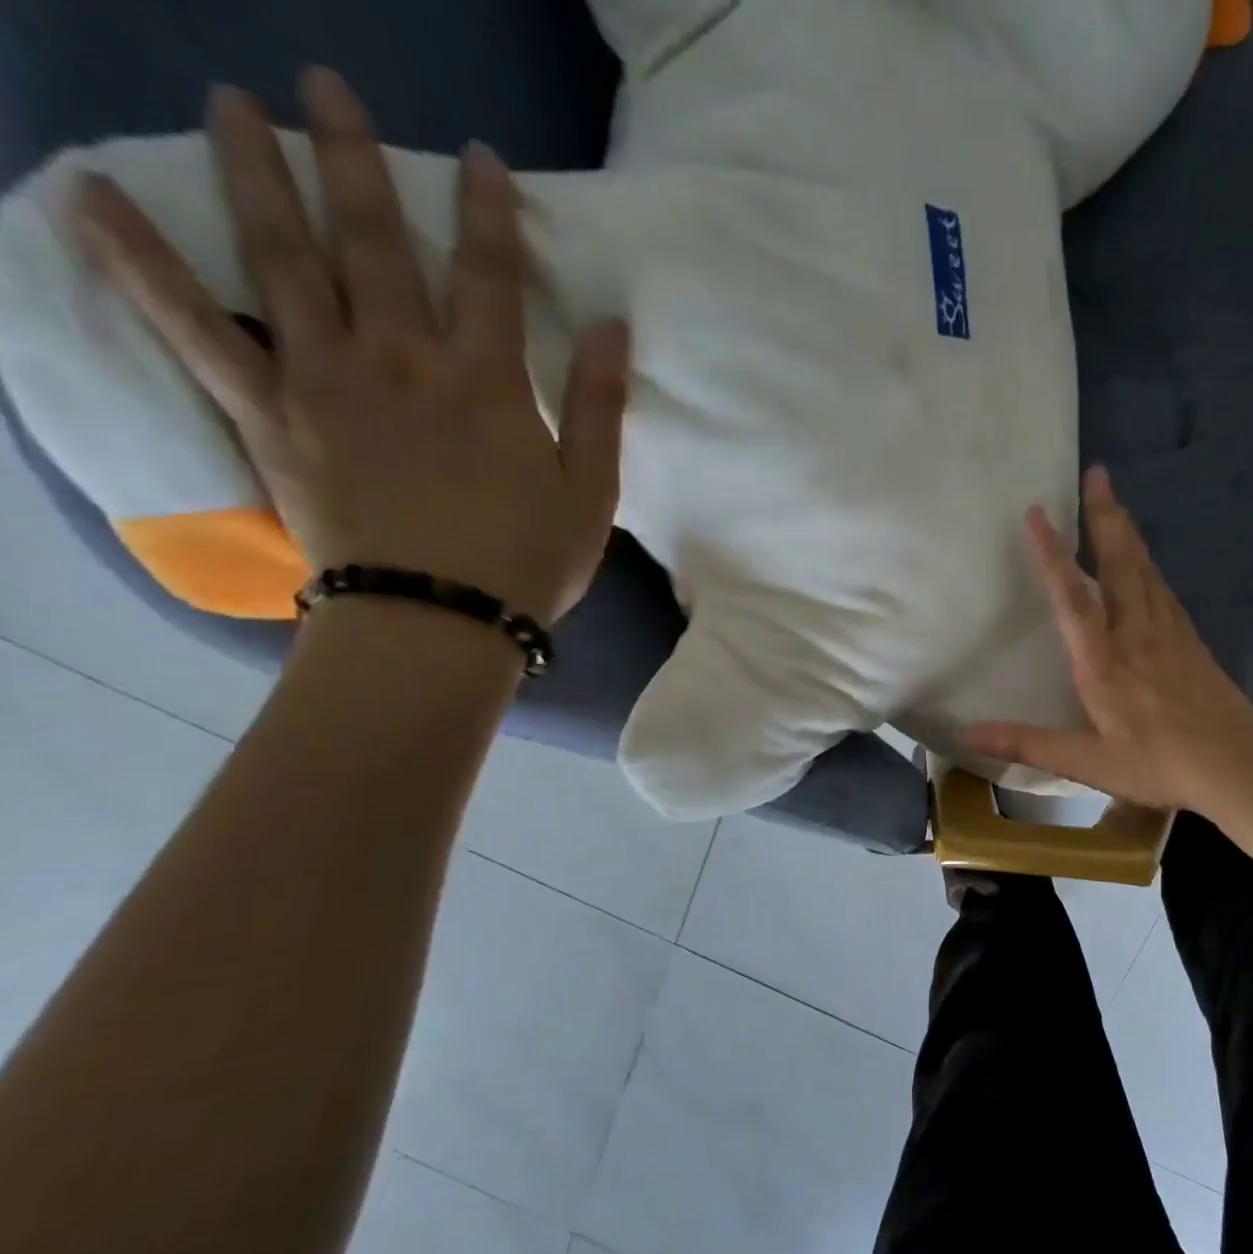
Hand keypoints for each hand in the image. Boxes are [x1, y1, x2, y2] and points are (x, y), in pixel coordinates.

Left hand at [73, 67, 628, 624]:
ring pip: (282, 257)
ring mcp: (326, 379)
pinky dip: (137, 264)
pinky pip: (193, 330)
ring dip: (255, 173)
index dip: (486, 210)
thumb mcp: (590, 492)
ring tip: (230, 104)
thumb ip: (597, 406)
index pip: (488, 274)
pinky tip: (89, 198)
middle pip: (374, 240)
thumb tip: (612, 327)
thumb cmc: (527, 560)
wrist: (437, 619)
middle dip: (353, 158)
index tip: (478, 156)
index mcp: (485, 380)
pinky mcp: (269, 413)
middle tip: (324, 83)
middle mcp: (400, 358)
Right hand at [968, 466, 1252, 811]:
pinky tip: (1148, 562)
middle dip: (1105, 516)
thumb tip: (970, 733)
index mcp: (1104, 662)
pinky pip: (1165, 589)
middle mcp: (1136, 634)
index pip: (1073, 599)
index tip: (1038, 512)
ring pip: (1145, 569)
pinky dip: (1150, 564)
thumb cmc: (1160, 763)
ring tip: (1114, 502)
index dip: (1053, 554)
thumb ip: (1030, 743)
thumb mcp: (1089, 762)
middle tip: (1097, 473)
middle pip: (1120, 564)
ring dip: (1128, 532)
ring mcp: (1168, 633)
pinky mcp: (1190, 641)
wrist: (1238, 764)